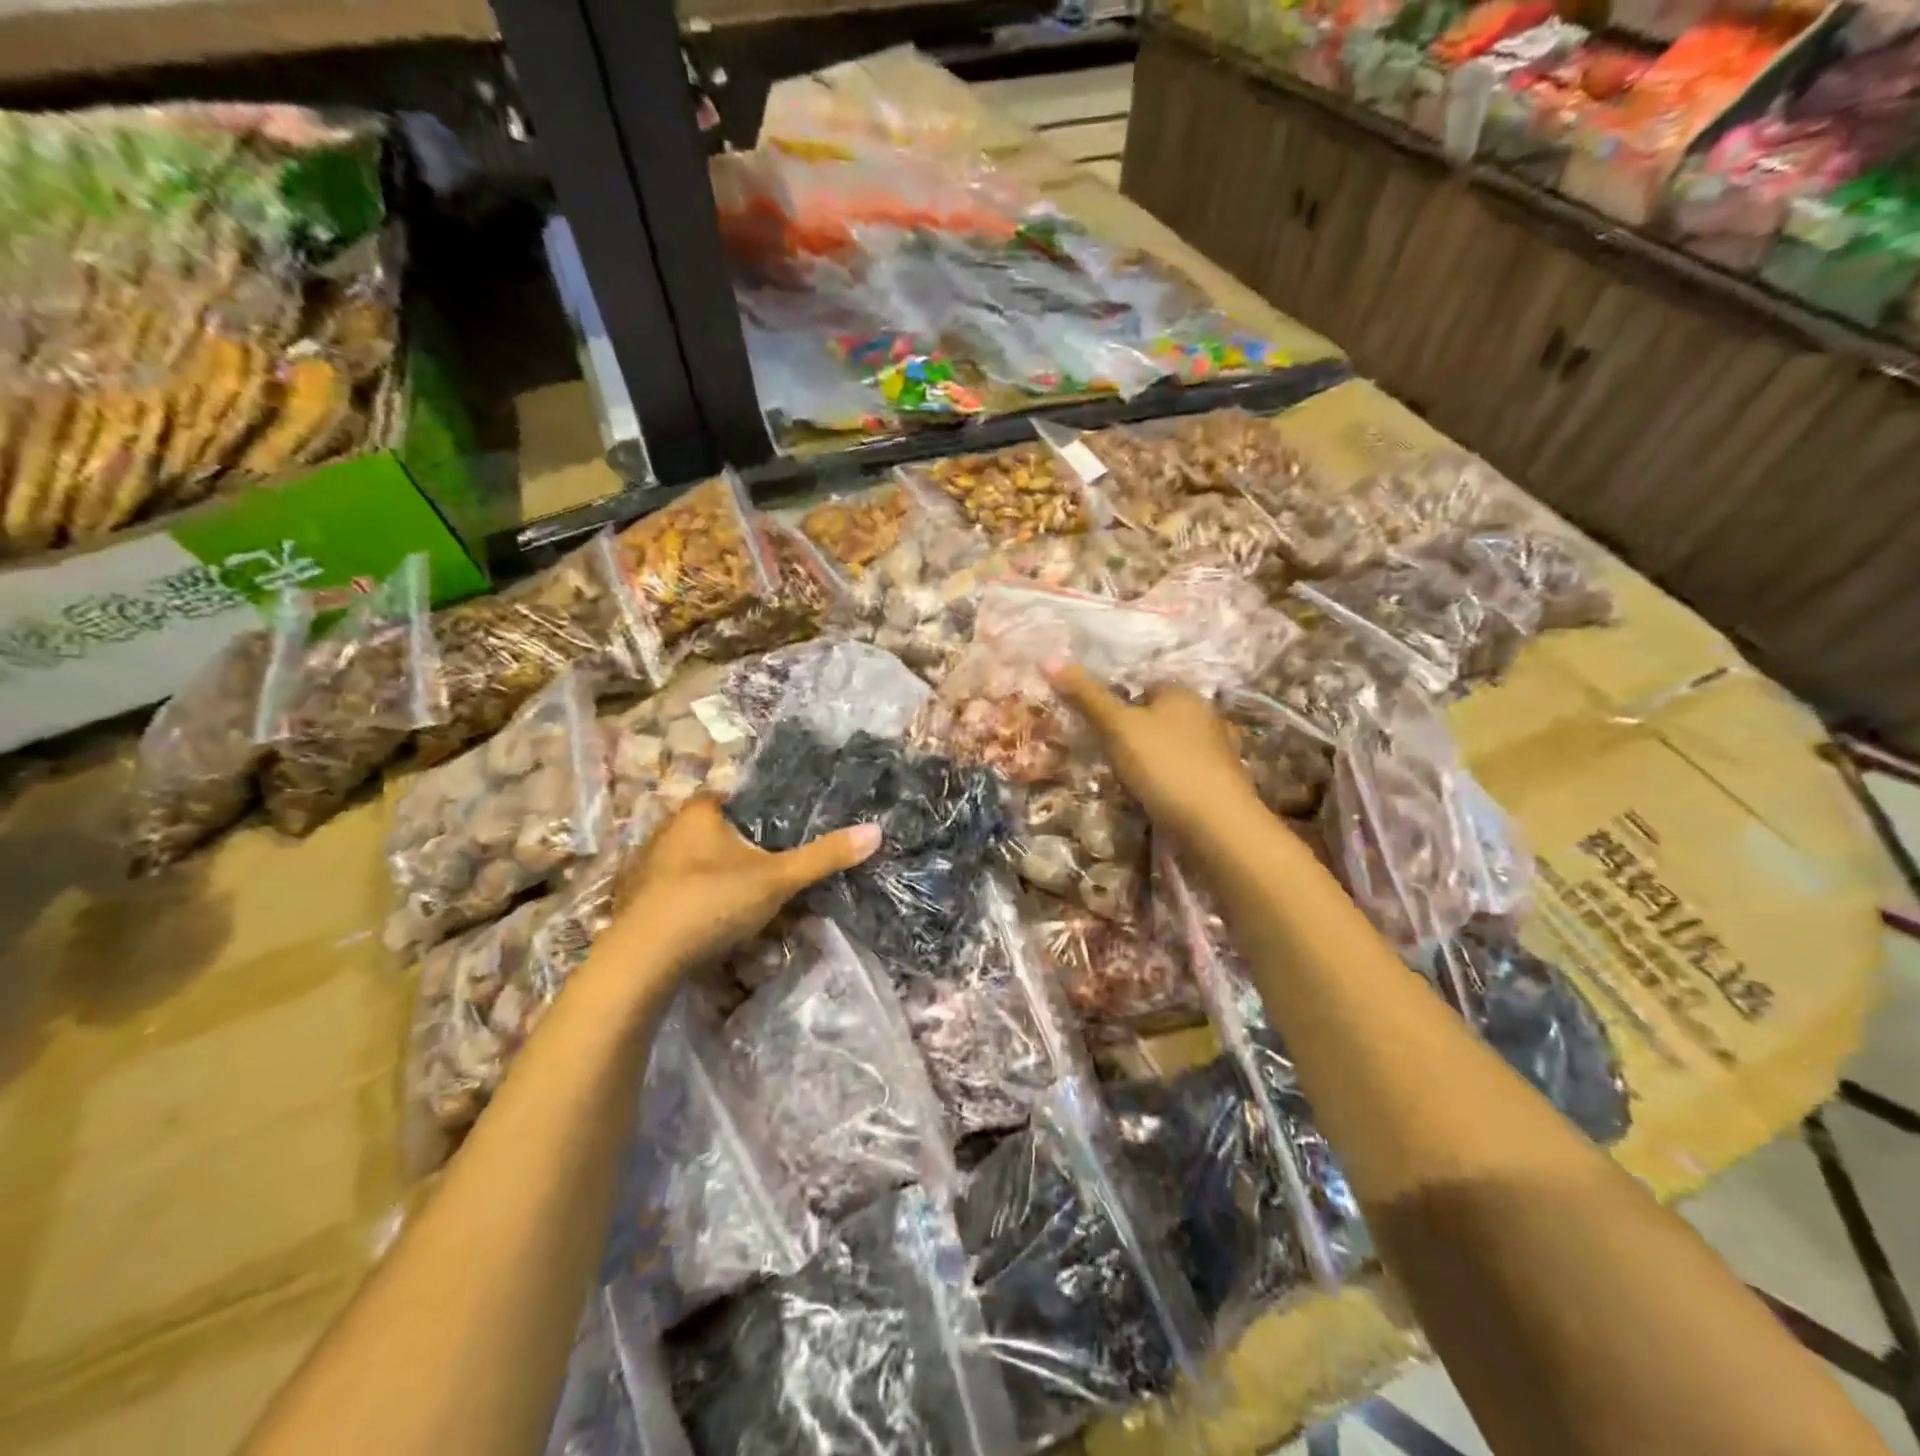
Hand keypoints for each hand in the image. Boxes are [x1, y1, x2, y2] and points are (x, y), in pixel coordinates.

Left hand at [594, 796, 879, 979]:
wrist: (642, 960)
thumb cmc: (712, 901)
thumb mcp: (778, 879)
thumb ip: (824, 856)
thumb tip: (876, 831)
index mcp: (699, 812)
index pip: (734, 799)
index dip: (759, 816)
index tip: (782, 839)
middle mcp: (666, 831)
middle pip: (716, 835)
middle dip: (742, 855)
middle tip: (771, 878)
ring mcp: (645, 868)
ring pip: (695, 867)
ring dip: (718, 883)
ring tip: (746, 909)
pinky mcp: (635, 902)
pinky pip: (675, 894)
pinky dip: (695, 906)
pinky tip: (711, 928)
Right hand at [1047, 662, 1259, 839]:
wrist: (1216, 824)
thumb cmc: (1164, 765)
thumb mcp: (1117, 727)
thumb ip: (1085, 695)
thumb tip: (1047, 658)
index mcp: (1182, 693)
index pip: (1143, 685)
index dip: (1118, 701)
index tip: (1096, 723)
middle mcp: (1204, 714)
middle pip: (1157, 715)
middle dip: (1133, 730)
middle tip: (1104, 752)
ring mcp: (1216, 750)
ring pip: (1170, 745)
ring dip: (1150, 758)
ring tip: (1124, 777)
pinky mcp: (1219, 782)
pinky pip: (1182, 771)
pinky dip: (1166, 779)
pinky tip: (1152, 795)